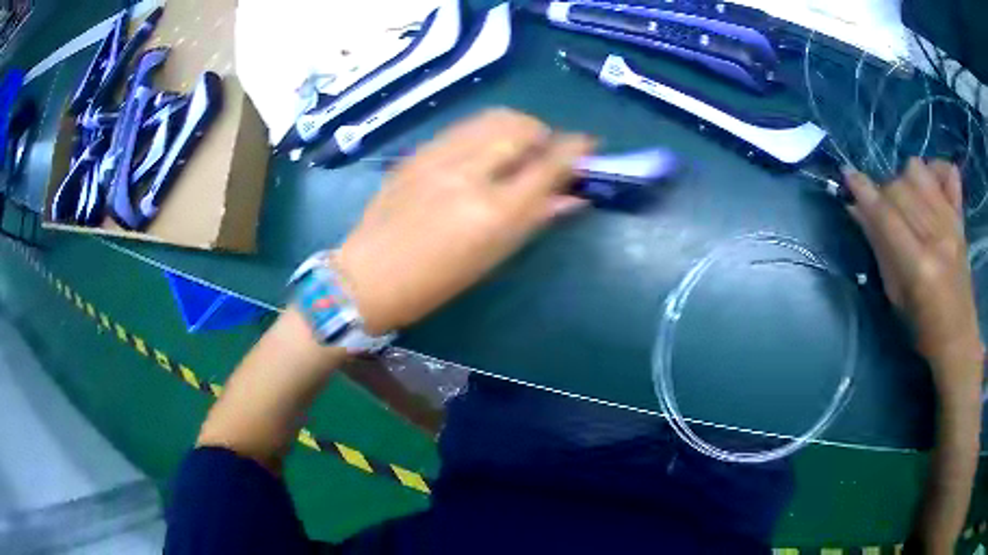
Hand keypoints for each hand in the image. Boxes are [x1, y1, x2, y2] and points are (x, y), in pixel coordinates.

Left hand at [334, 108, 594, 334]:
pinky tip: (484, 149)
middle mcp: (467, 174)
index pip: (548, 164)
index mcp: (492, 212)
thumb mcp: (492, 258)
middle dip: (545, 132)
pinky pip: (463, 127)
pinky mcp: (417, 152)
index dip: (575, 149)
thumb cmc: (436, 283)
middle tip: (548, 149)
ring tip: (519, 145)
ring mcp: (437, 157)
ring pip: (492, 118)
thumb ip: (535, 219)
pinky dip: (486, 130)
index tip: (589, 144)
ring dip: (517, 125)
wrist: (367, 276)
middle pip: (521, 127)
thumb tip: (573, 197)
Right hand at [845, 158, 982, 395]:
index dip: (864, 192)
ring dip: (905, 180)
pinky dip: (936, 170)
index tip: (848, 175)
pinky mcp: (961, 219)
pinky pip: (949, 173)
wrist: (959, 340)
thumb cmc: (923, 331)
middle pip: (900, 188)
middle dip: (883, 193)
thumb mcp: (896, 298)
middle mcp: (937, 236)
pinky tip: (930, 186)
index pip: (886, 215)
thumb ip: (880, 249)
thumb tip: (855, 210)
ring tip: (906, 200)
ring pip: (918, 172)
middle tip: (882, 211)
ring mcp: (951, 223)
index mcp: (919, 266)